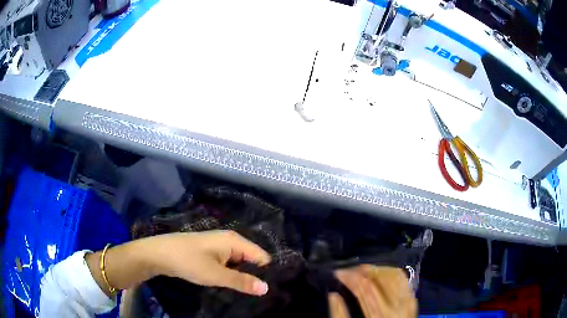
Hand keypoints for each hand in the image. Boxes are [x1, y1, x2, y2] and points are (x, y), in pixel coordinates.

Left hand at [142, 230, 271, 295]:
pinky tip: (233, 286)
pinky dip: (232, 275)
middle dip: (255, 276)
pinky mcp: (211, 254)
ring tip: (248, 294)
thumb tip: (267, 288)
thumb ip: (241, 281)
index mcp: (234, 240)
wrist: (158, 254)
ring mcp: (219, 247)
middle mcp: (230, 241)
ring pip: (240, 264)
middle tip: (260, 296)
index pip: (262, 256)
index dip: (267, 273)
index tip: (270, 290)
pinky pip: (229, 265)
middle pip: (252, 259)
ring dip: (243, 277)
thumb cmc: (187, 261)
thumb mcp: (215, 274)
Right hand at [328, 265, 416, 317]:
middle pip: (379, 279)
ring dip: (377, 269)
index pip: (364, 287)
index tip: (338, 273)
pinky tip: (381, 276)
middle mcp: (396, 307)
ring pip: (394, 276)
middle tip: (349, 270)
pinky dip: (391, 275)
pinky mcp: (412, 302)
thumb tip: (333, 295)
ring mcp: (407, 303)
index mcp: (378, 316)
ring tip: (363, 271)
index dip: (350, 276)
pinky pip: (404, 282)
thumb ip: (340, 316)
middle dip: (361, 270)